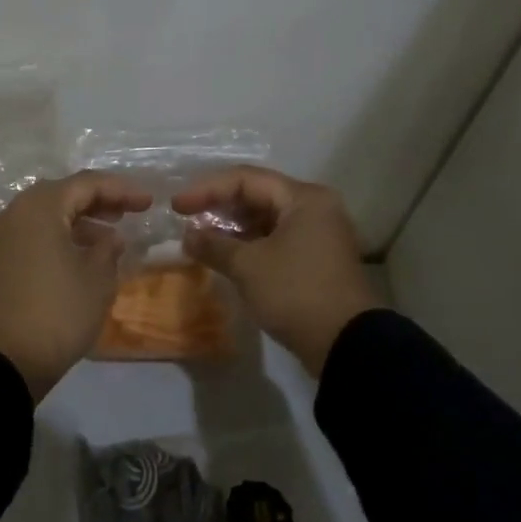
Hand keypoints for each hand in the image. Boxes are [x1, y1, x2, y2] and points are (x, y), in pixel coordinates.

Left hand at [0, 171, 152, 400]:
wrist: (7, 362)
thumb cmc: (59, 314)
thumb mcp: (97, 279)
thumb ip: (108, 248)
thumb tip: (108, 237)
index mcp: (37, 209)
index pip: (85, 184)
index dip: (120, 190)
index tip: (148, 202)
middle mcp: (11, 214)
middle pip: (59, 195)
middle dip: (96, 201)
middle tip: (128, 213)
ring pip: (42, 215)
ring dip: (76, 220)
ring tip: (108, 238)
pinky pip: (29, 235)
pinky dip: (55, 237)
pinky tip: (78, 254)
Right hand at [173, 166, 377, 375]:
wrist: (344, 342)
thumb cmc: (295, 293)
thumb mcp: (248, 267)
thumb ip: (214, 245)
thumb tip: (188, 236)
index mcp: (303, 198)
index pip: (246, 179)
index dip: (207, 189)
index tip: (176, 206)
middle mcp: (314, 208)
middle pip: (258, 195)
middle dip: (219, 207)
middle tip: (186, 220)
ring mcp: (317, 234)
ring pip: (265, 220)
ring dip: (232, 228)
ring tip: (200, 240)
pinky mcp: (314, 259)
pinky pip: (274, 240)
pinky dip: (248, 245)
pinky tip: (224, 256)